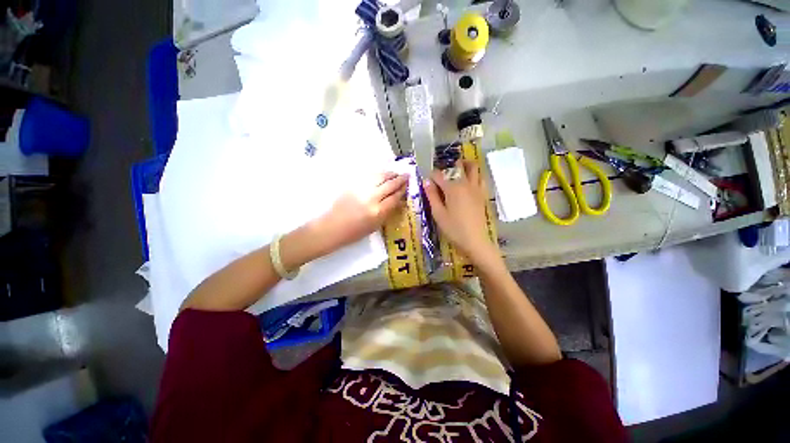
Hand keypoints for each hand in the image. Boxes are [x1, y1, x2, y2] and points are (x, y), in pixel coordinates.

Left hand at [315, 172, 407, 253]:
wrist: (332, 227)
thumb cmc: (355, 232)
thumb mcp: (376, 226)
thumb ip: (388, 212)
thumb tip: (398, 201)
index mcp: (378, 211)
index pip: (395, 197)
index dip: (402, 190)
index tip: (407, 186)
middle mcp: (371, 198)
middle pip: (390, 184)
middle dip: (400, 179)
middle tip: (406, 176)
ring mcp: (361, 189)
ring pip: (380, 176)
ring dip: (390, 174)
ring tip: (396, 173)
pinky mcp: (353, 185)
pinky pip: (370, 176)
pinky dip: (378, 174)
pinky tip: (382, 175)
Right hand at [424, 161, 497, 261]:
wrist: (475, 240)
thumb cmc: (453, 229)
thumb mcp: (438, 213)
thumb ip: (432, 196)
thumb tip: (426, 181)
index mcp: (452, 188)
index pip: (439, 175)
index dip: (431, 177)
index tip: (428, 183)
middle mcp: (466, 184)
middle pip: (459, 166)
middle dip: (450, 166)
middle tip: (444, 173)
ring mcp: (476, 188)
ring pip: (474, 168)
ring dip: (465, 165)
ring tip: (458, 170)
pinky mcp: (482, 194)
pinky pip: (481, 178)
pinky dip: (475, 175)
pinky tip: (469, 182)